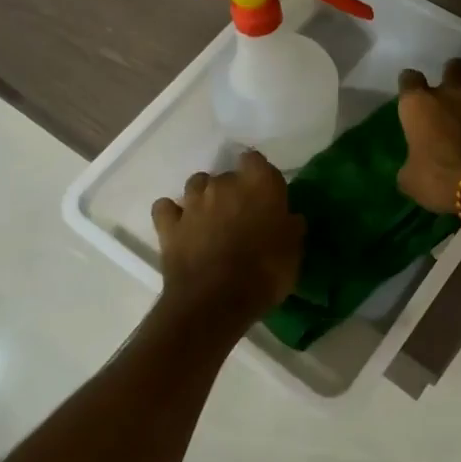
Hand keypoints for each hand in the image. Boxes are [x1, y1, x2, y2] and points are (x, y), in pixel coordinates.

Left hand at [152, 151, 304, 317]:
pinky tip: (180, 227)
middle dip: (233, 191)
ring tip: (210, 220)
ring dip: (203, 198)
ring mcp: (192, 202)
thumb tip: (289, 217)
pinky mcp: (168, 224)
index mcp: (258, 184)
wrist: (215, 301)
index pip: (255, 160)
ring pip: (196, 185)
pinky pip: (166, 208)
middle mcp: (223, 184)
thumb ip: (290, 227)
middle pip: (227, 175)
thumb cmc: (264, 273)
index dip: (259, 175)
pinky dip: (172, 214)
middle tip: (241, 217)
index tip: (265, 193)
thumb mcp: (293, 252)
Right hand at [397, 59, 460, 213]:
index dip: (409, 84)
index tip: (411, 93)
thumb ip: (411, 166)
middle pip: (454, 66)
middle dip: (453, 74)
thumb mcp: (411, 181)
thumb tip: (413, 168)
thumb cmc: (440, 180)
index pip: (409, 79)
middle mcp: (453, 95)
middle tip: (452, 91)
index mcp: (420, 105)